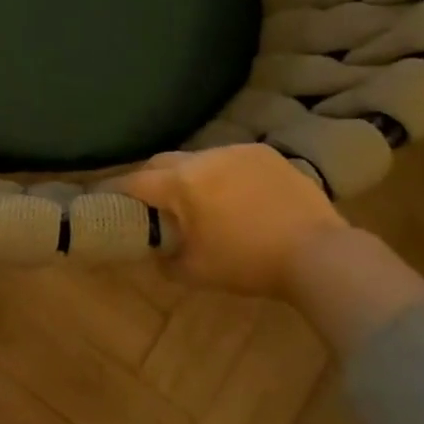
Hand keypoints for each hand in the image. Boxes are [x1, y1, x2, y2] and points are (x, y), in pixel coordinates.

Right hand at [119, 144, 346, 296]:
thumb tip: (153, 251)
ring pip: (197, 158)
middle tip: (148, 202)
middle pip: (161, 162)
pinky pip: (229, 159)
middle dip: (149, 179)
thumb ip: (164, 259)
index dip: (114, 189)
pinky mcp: (265, 154)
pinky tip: (234, 195)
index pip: (133, 181)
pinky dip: (221, 174)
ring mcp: (236, 151)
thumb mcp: (195, 272)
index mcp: (181, 184)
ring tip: (197, 200)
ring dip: (188, 175)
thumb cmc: (249, 264)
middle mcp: (203, 158)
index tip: (103, 197)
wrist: (320, 255)